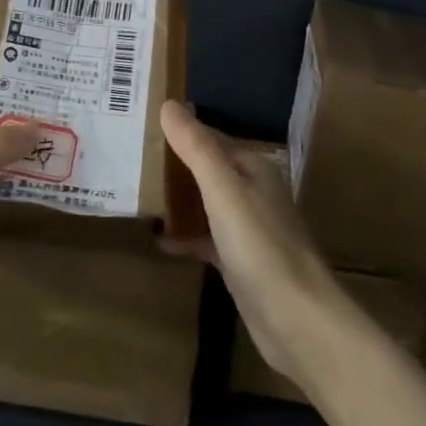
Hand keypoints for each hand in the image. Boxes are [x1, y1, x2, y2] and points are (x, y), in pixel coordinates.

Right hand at [158, 100, 352, 386]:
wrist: (297, 321)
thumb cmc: (259, 246)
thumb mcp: (223, 189)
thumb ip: (196, 147)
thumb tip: (169, 104)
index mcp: (252, 168)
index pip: (208, 137)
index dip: (178, 130)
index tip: (139, 125)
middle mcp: (252, 192)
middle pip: (206, 168)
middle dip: (173, 163)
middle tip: (128, 157)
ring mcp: (247, 229)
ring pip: (206, 202)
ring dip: (177, 198)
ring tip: (135, 193)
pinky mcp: (240, 262)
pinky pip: (206, 238)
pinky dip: (185, 236)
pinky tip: (159, 241)